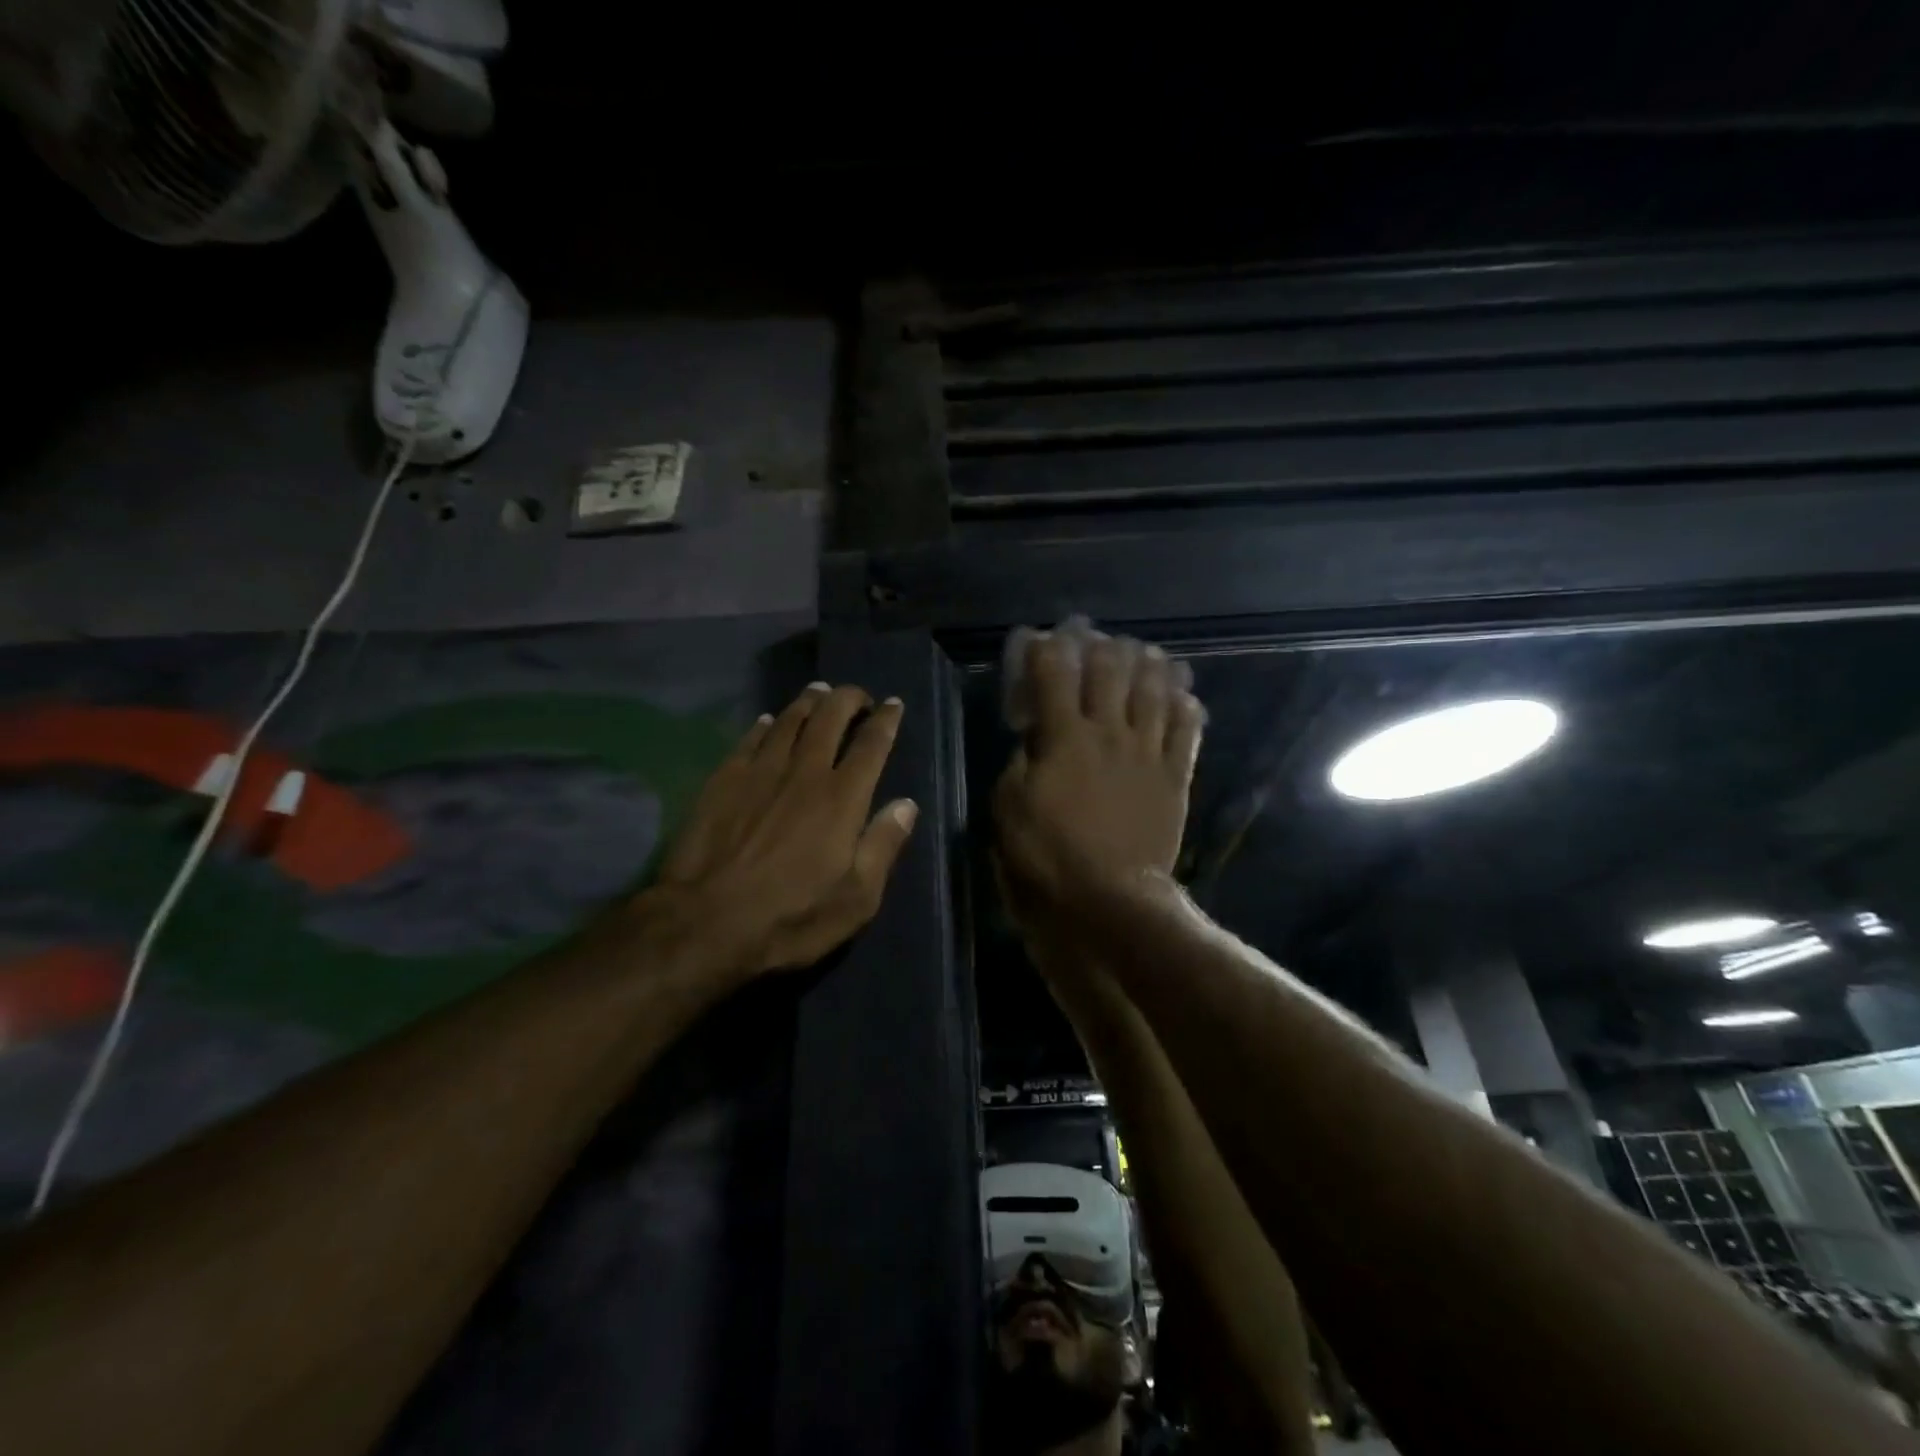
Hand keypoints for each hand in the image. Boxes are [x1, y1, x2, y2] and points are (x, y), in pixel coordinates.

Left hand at [645, 683, 917, 980]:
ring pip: (790, 720)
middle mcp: (805, 772)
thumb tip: (906, 805)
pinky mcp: (724, 779)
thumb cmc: (790, 917)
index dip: (886, 720)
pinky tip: (769, 721)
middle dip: (848, 699)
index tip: (894, 704)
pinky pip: (750, 738)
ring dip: (809, 702)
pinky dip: (766, 724)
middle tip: (858, 696)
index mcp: (842, 798)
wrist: (704, 923)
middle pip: (830, 718)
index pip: (871, 744)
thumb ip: (883, 846)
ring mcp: (760, 771)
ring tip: (819, 693)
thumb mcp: (856, 899)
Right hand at [994, 632, 1204, 919]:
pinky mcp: (1175, 777)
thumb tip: (1033, 740)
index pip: (1055, 674)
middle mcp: (1110, 732)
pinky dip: (1186, 706)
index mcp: (1064, 737)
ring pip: (1155, 690)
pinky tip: (1182, 695)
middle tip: (1094, 641)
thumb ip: (1020, 764)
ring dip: (1149, 664)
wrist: (1110, 900)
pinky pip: (1187, 730)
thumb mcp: (1008, 809)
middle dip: (1100, 646)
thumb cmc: (1048, 857)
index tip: (1041, 641)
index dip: (1047, 649)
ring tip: (1144, 653)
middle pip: (1111, 669)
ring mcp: (1148, 752)